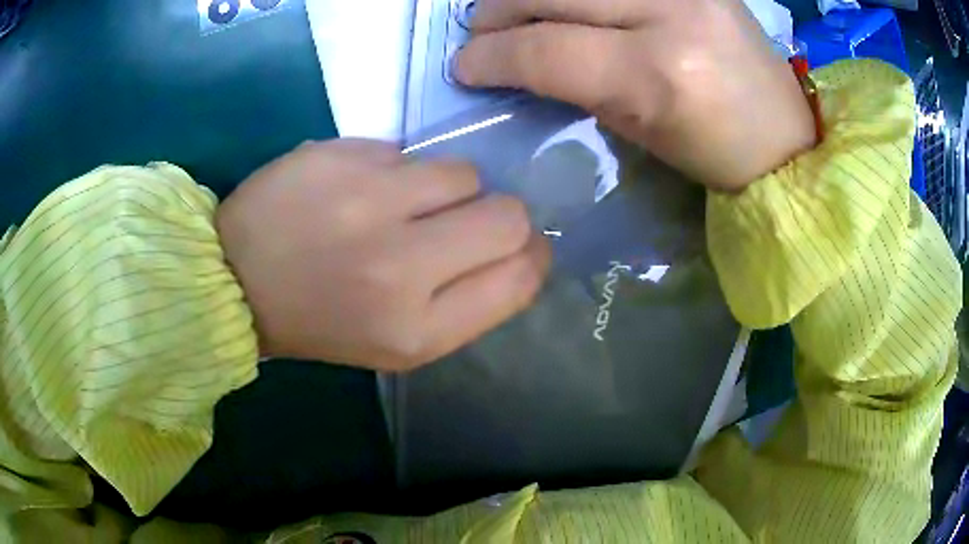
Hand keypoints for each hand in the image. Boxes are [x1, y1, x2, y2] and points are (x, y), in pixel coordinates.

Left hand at [216, 140, 550, 370]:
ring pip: (463, 171)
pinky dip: (397, 170)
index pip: (520, 276)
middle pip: (507, 215)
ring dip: (446, 188)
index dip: (531, 255)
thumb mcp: (400, 344)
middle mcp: (398, 266)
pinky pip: (408, 152)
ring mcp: (366, 201)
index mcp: (415, 330)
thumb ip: (468, 303)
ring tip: (402, 204)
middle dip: (498, 216)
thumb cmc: (320, 322)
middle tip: (461, 222)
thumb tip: (520, 249)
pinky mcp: (340, 155)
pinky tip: (359, 189)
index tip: (514, 248)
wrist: (234, 280)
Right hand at [457, 0, 816, 190]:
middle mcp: (670, 12)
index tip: (464, 65)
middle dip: (499, 11)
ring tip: (511, 10)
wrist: (784, 134)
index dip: (493, 55)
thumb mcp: (637, 130)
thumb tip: (517, 60)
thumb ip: (574, 84)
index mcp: (658, 73)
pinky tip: (562, 4)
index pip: (546, 48)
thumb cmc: (715, 153)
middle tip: (479, 29)